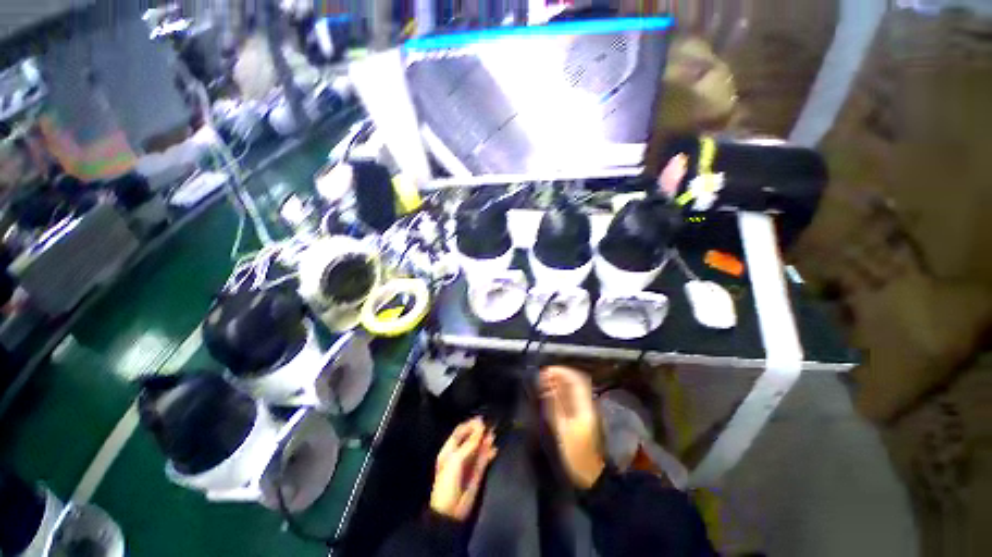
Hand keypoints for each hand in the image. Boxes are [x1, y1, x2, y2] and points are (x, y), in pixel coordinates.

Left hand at [430, 417, 497, 520]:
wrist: (450, 511)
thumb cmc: (448, 482)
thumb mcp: (456, 459)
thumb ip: (470, 443)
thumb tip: (481, 427)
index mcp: (449, 449)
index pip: (460, 432)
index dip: (470, 425)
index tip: (481, 419)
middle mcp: (459, 454)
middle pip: (470, 438)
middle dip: (479, 431)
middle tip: (489, 424)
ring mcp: (469, 463)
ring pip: (479, 447)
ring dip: (486, 440)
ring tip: (494, 434)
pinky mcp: (477, 472)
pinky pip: (484, 459)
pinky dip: (489, 453)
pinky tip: (494, 448)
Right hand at [540, 366, 605, 489]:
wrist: (591, 480)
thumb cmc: (573, 455)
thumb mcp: (559, 428)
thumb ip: (551, 402)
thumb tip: (544, 380)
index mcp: (583, 406)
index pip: (575, 379)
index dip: (560, 371)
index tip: (545, 371)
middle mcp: (587, 406)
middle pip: (576, 383)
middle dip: (559, 376)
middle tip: (543, 376)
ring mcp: (587, 413)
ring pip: (574, 391)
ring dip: (560, 384)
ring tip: (545, 384)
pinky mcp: (584, 421)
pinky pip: (573, 400)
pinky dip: (562, 394)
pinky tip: (553, 398)